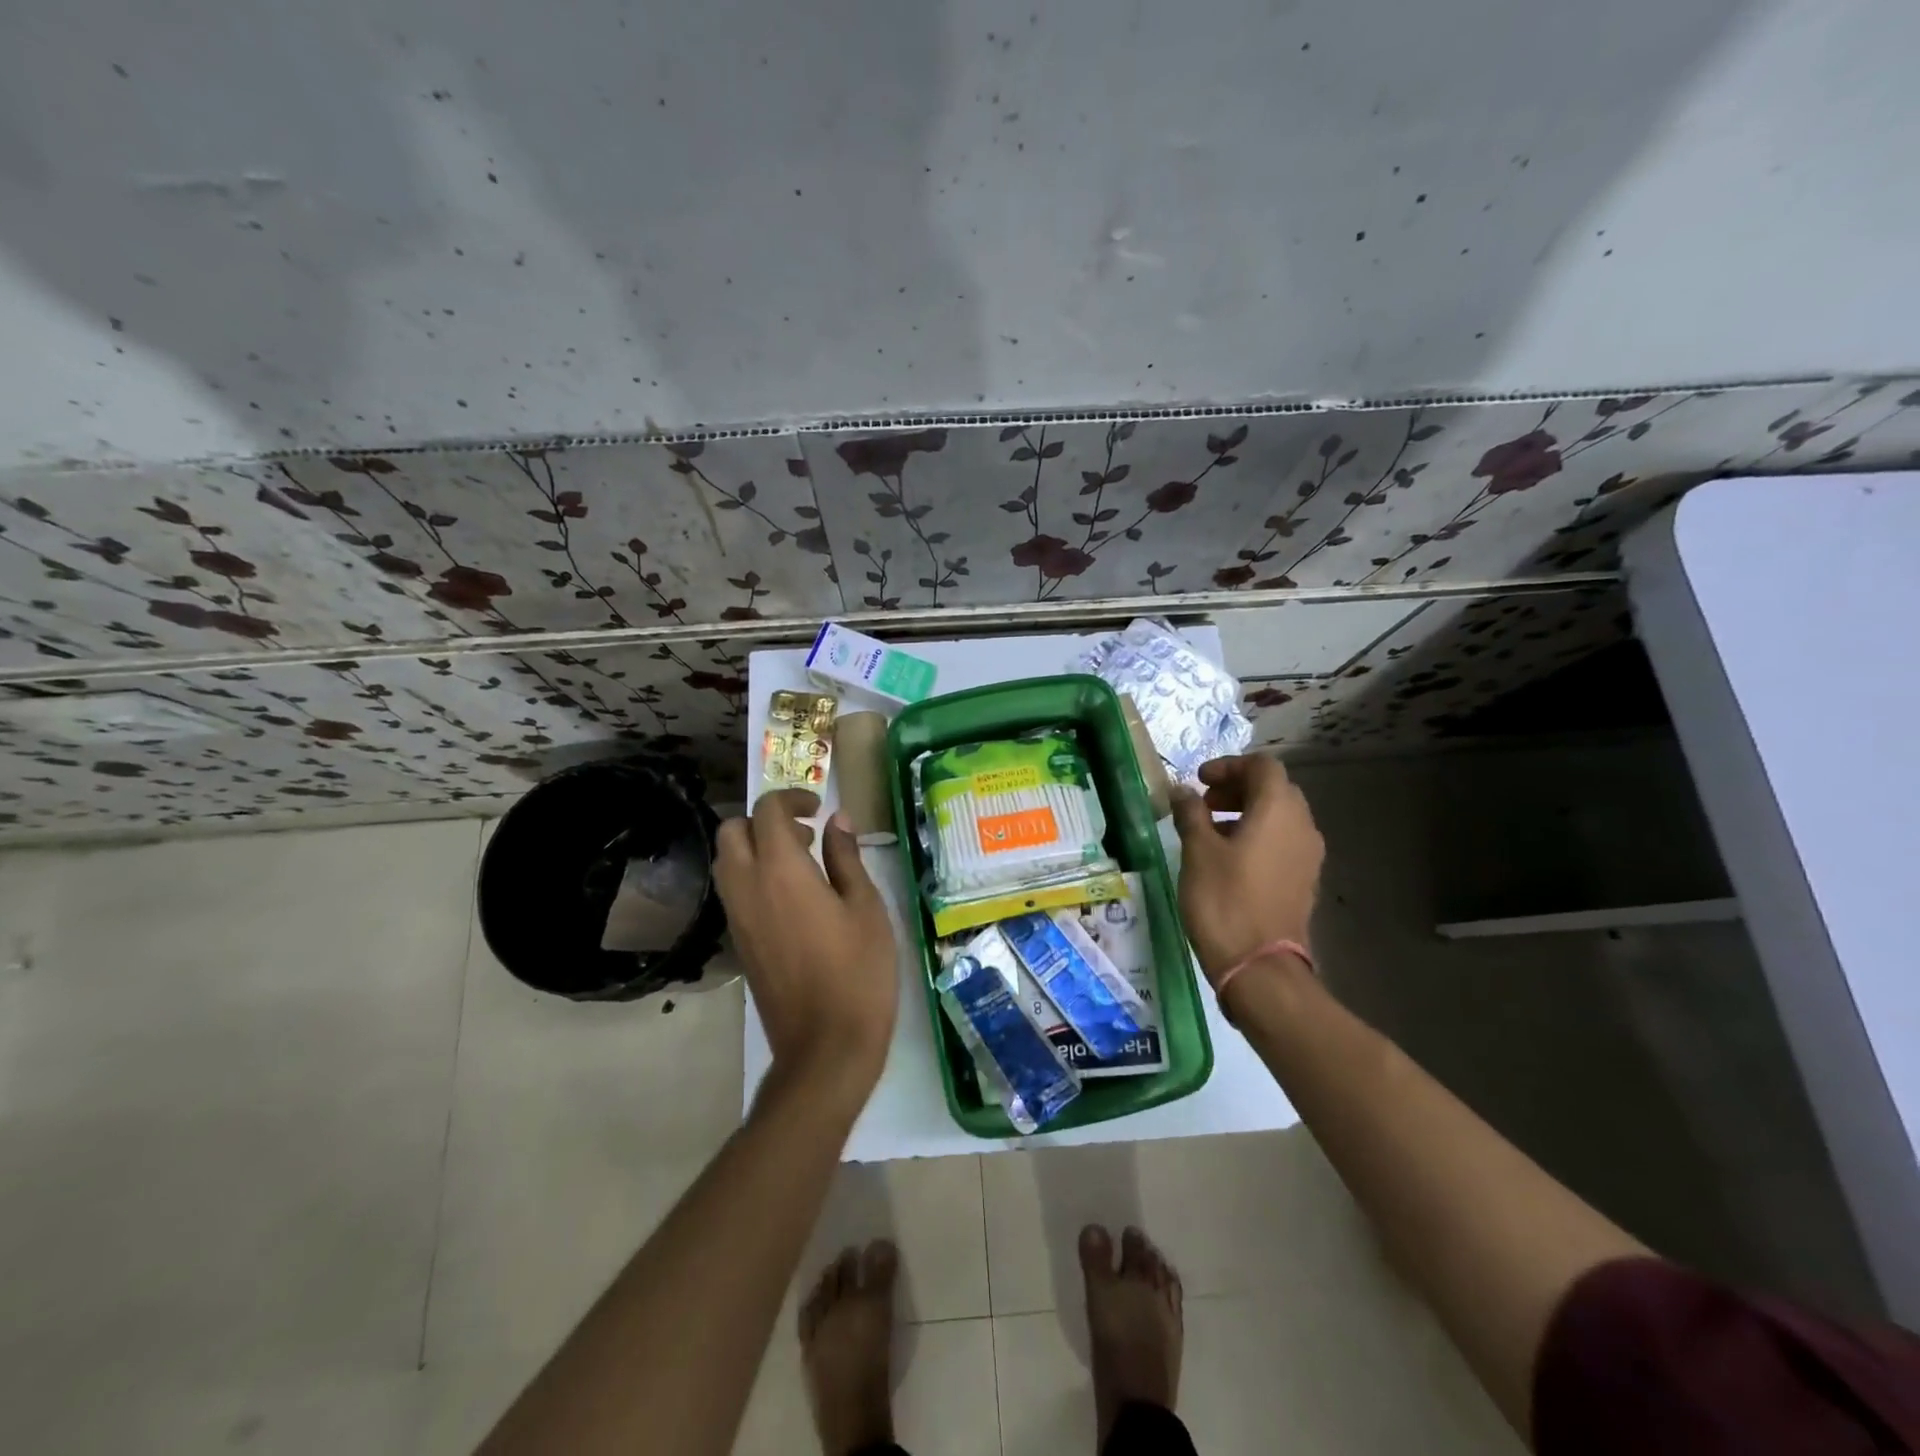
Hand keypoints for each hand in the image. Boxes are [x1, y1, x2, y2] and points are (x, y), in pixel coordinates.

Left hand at [715, 790, 897, 1096]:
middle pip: (731, 831)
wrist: (825, 1046)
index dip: (790, 798)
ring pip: (726, 862)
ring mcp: (737, 918)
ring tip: (801, 865)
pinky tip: (793, 899)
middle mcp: (747, 887)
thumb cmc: (858, 972)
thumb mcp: (866, 908)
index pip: (766, 812)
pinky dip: (752, 877)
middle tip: (804, 835)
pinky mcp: (738, 944)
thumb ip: (846, 858)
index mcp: (781, 871)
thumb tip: (837, 821)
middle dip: (763, 820)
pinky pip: (733, 892)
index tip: (818, 810)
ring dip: (754, 848)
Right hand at [1170, 754, 1323, 983]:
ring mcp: (1308, 856)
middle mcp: (1302, 826)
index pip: (1262, 766)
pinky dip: (1258, 836)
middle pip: (1275, 789)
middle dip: (1238, 788)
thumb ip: (1190, 813)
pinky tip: (1229, 858)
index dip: (1229, 765)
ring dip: (1247, 813)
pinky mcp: (1304, 880)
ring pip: (1280, 817)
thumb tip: (1182, 791)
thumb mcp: (1197, 851)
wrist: (1259, 967)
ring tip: (1211, 831)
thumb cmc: (1224, 900)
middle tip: (1204, 803)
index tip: (1199, 781)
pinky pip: (1283, 842)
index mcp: (1279, 810)